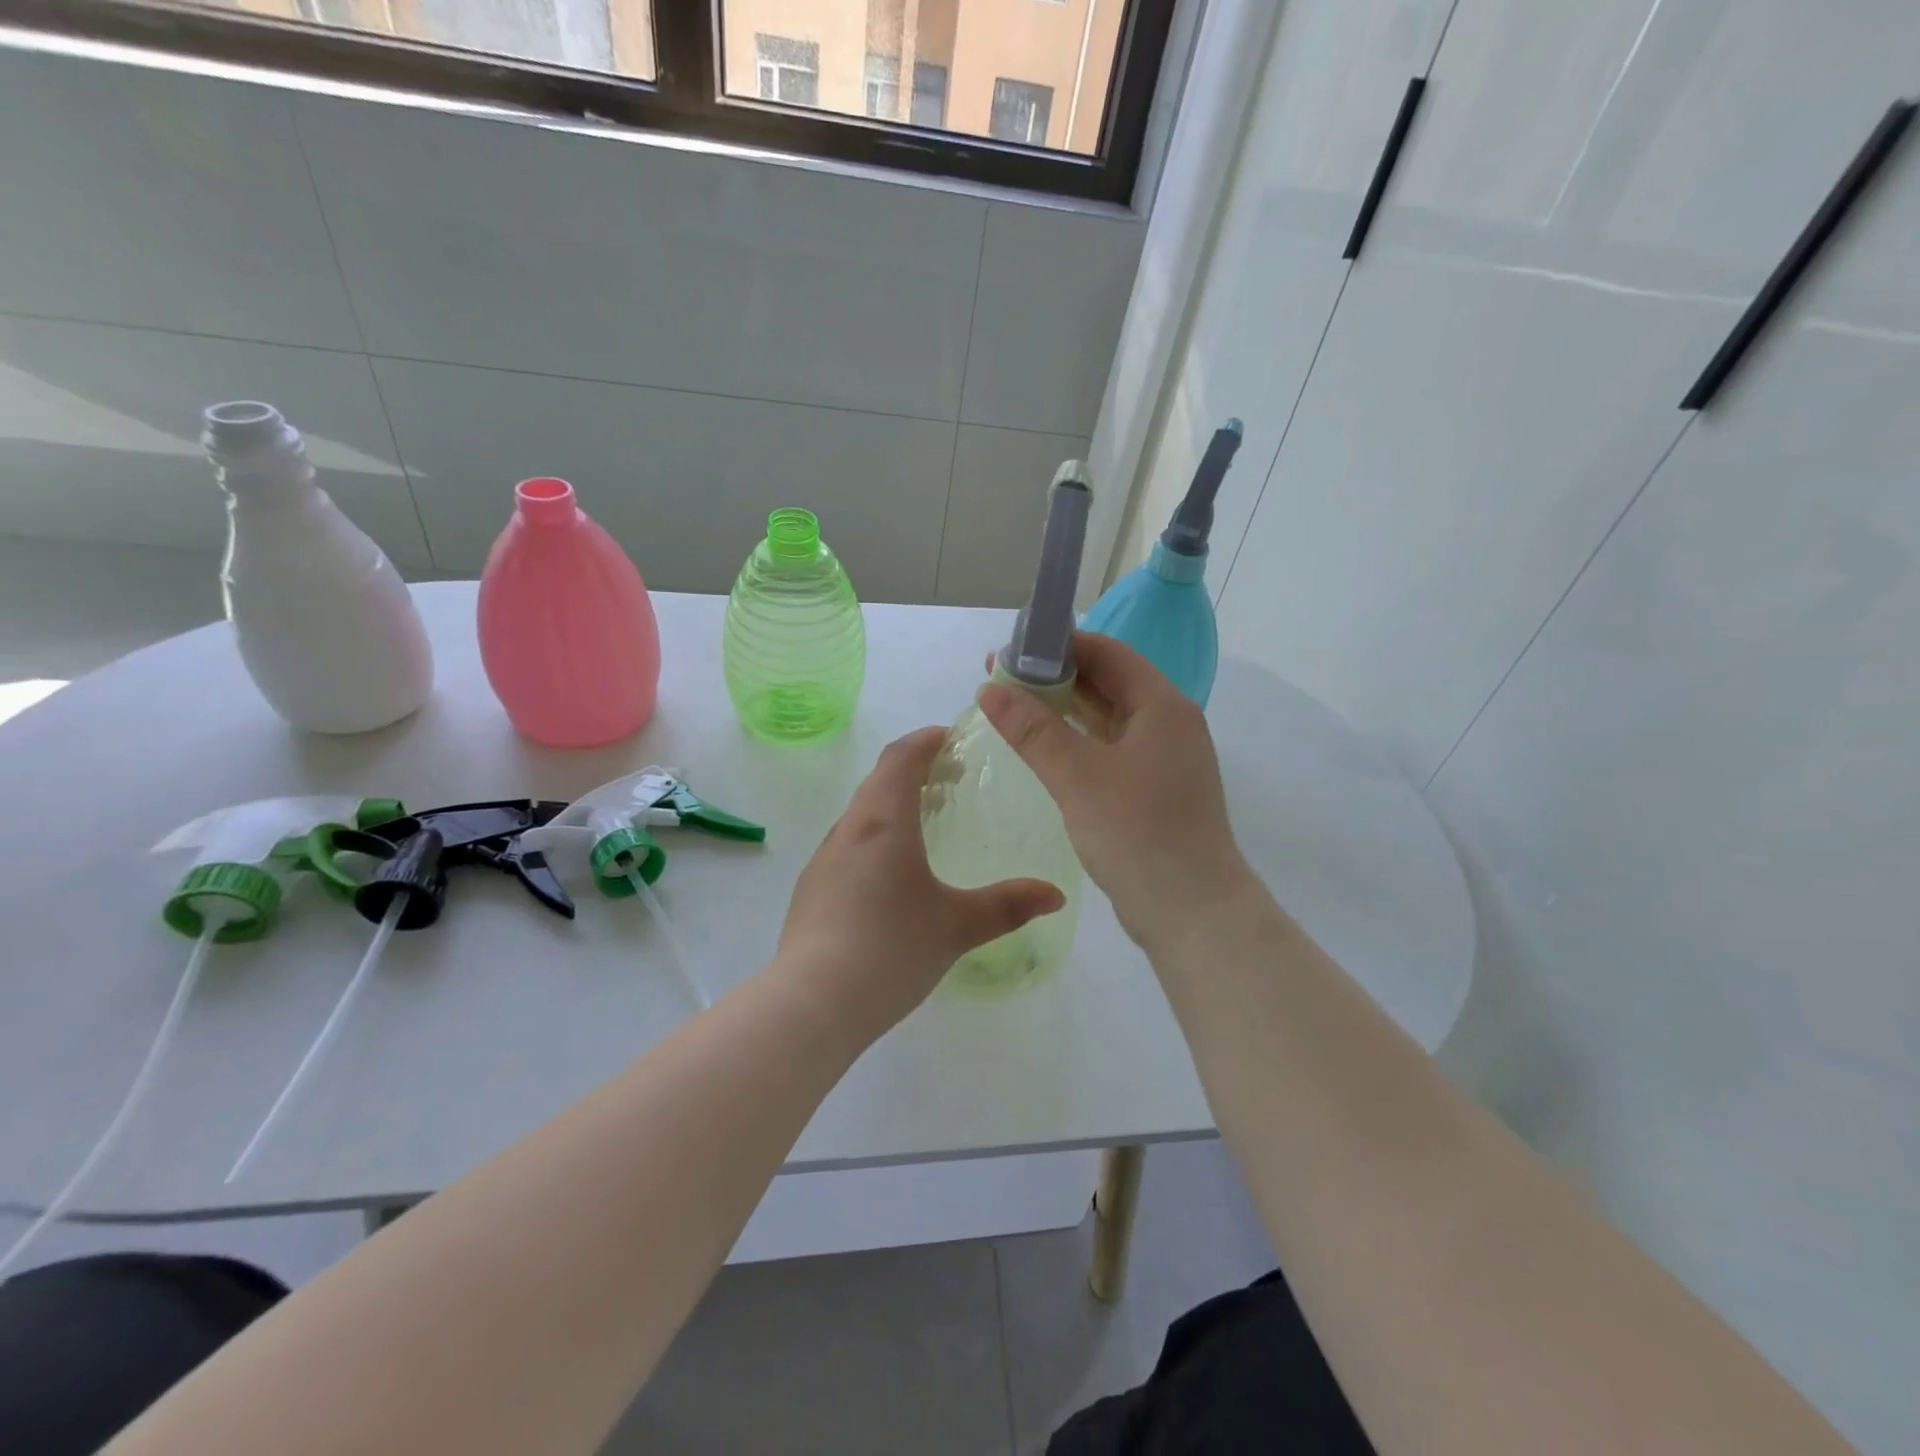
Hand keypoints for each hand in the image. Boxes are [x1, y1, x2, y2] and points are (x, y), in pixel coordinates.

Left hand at [775, 727, 1064, 1041]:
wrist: (813, 1003)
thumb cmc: (891, 949)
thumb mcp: (958, 926)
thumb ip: (1008, 906)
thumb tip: (1056, 895)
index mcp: (883, 822)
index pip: (900, 757)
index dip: (926, 740)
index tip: (952, 738)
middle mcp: (849, 830)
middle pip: (880, 781)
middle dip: (915, 770)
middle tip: (951, 781)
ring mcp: (824, 860)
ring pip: (862, 814)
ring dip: (893, 804)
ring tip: (927, 825)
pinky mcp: (812, 890)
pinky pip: (849, 844)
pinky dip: (876, 837)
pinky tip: (893, 876)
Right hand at [978, 632, 1254, 951]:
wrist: (1192, 912)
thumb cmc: (1137, 834)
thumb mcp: (1078, 776)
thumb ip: (1033, 729)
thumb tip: (991, 687)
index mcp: (1162, 706)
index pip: (1107, 653)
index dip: (1059, 644)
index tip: (1011, 649)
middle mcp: (1169, 723)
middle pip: (1109, 682)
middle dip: (1056, 676)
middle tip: (1001, 680)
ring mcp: (1165, 758)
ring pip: (1109, 717)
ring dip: (1065, 709)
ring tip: (1013, 707)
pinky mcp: (1155, 789)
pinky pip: (1111, 748)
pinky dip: (1078, 741)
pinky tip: (1045, 747)